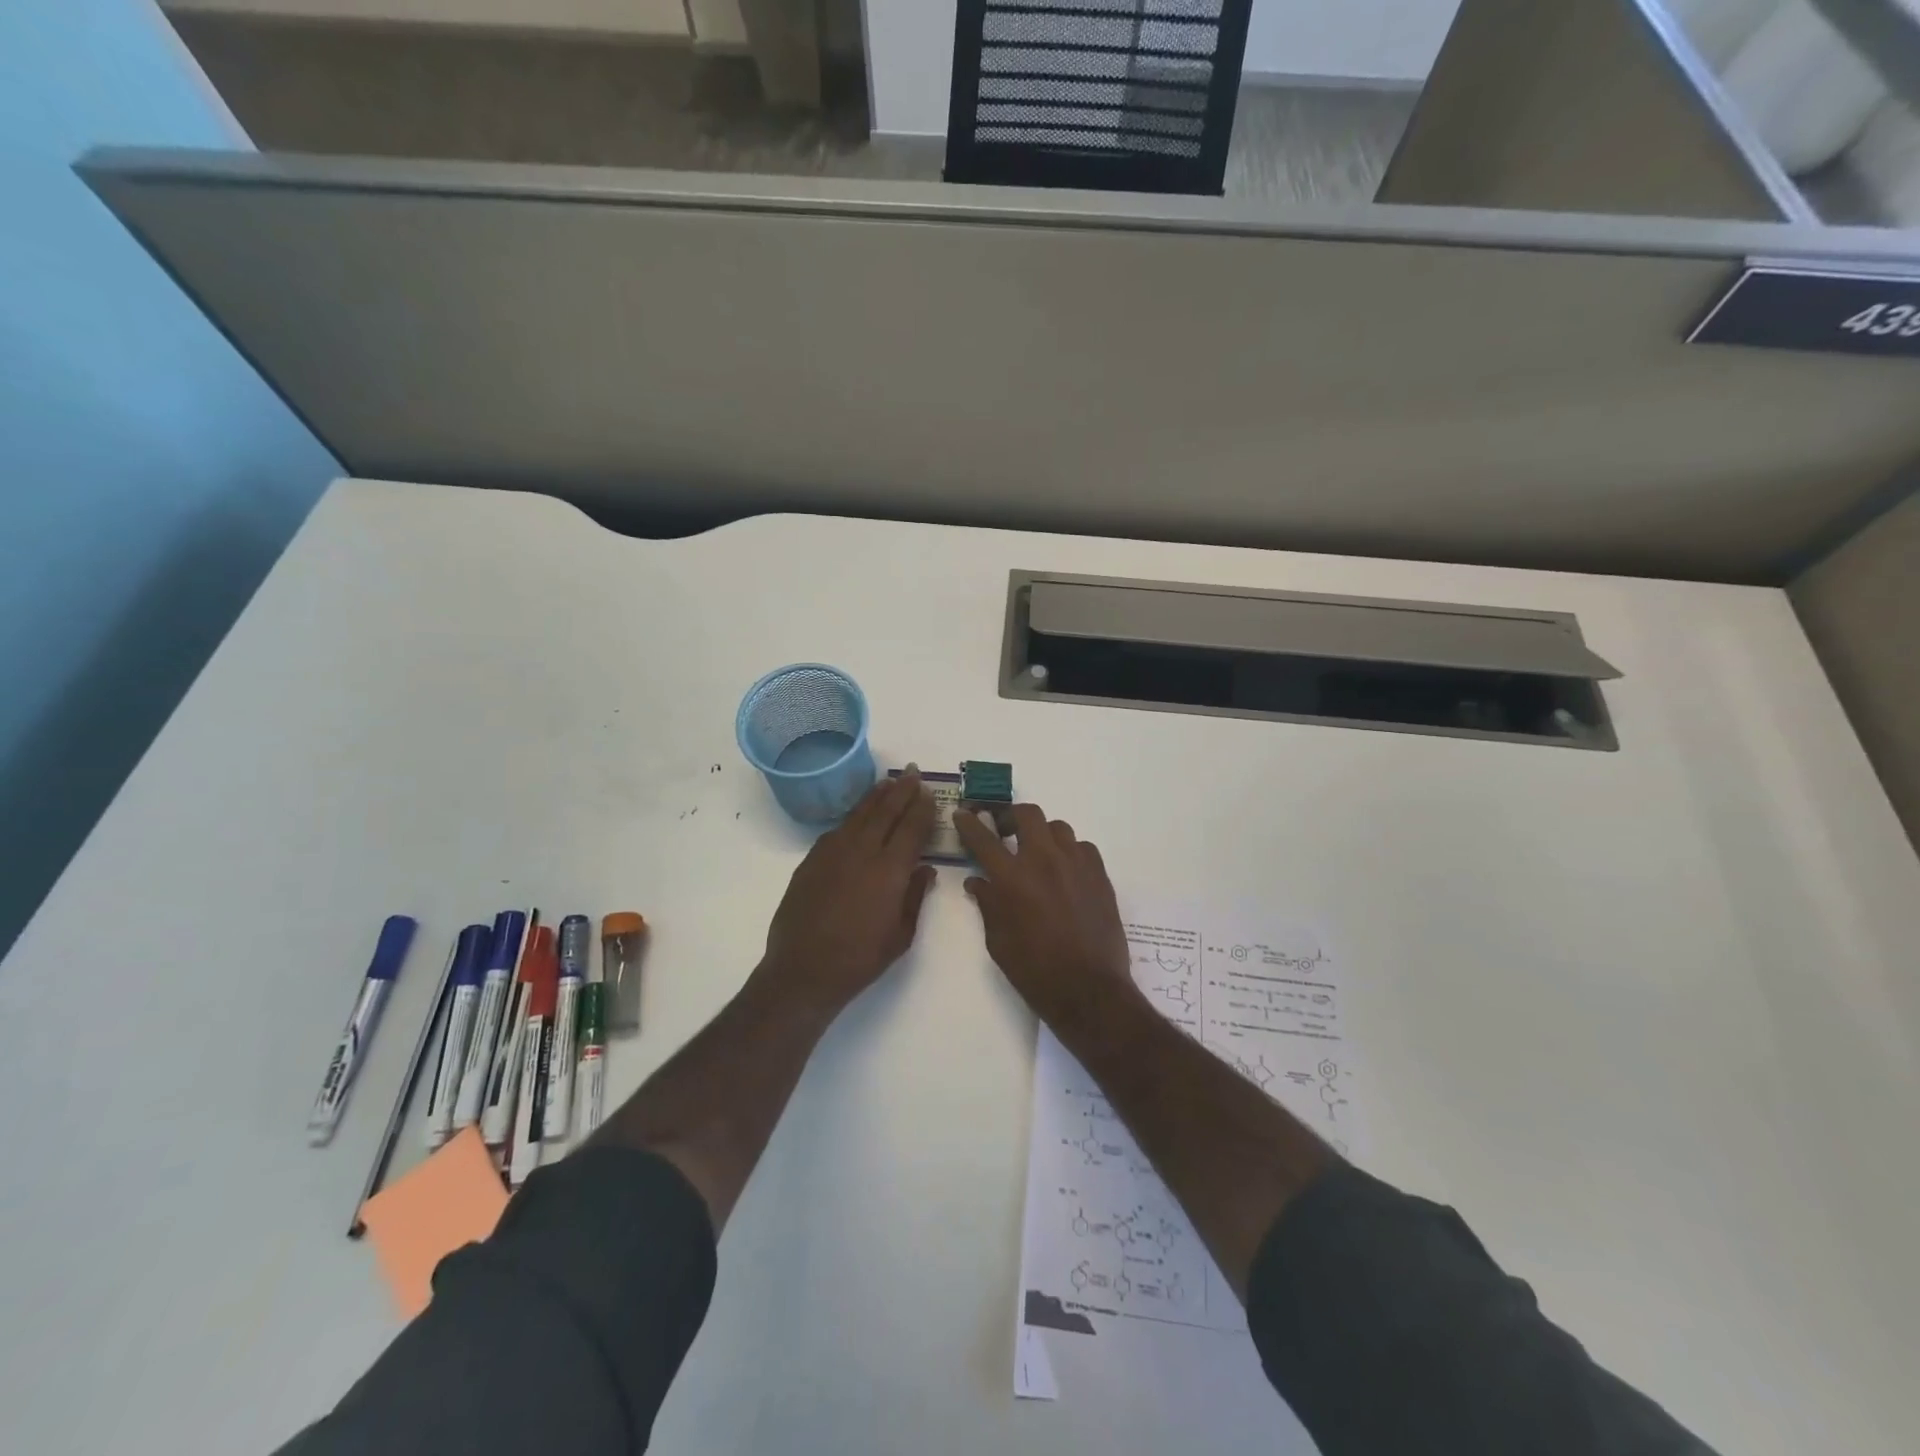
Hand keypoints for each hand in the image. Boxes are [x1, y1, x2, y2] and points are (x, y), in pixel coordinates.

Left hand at [760, 773, 937, 1016]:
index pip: (911, 828)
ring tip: (888, 782)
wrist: (803, 971)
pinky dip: (852, 818)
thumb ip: (914, 897)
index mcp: (889, 870)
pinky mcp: (811, 861)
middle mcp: (862, 852)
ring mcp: (832, 853)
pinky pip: (837, 830)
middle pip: (885, 811)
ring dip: (876, 796)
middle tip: (911, 772)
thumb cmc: (860, 959)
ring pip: (858, 815)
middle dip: (901, 790)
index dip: (922, 807)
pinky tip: (858, 817)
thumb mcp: (900, 935)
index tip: (928, 791)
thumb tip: (925, 870)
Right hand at [955, 804, 1133, 1031]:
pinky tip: (1066, 872)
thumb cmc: (1034, 970)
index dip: (969, 823)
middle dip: (1011, 817)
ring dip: (1043, 834)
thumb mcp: (998, 941)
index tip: (963, 814)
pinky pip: (1082, 847)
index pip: (983, 838)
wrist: (1088, 989)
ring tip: (1038, 853)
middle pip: (1027, 814)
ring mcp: (1076, 864)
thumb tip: (977, 882)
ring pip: (1058, 827)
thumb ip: (987, 904)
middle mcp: (1044, 860)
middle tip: (1005, 832)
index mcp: (1012, 878)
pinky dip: (1069, 852)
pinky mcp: (1100, 874)